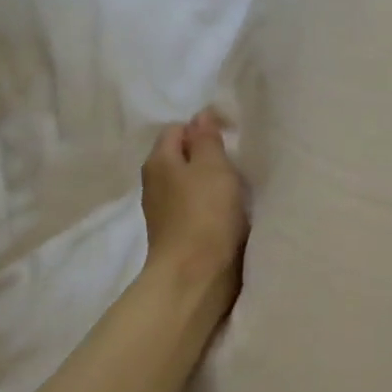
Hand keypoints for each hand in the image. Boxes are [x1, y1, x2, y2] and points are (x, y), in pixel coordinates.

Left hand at [142, 110, 247, 321]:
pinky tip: (229, 214)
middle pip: (182, 157)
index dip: (203, 128)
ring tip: (237, 188)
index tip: (231, 137)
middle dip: (207, 156)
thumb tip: (200, 116)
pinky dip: (210, 206)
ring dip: (210, 183)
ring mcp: (163, 212)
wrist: (195, 276)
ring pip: (189, 184)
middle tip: (237, 162)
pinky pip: (194, 208)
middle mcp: (154, 183)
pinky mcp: (177, 235)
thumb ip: (207, 139)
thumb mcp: (213, 167)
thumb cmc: (206, 214)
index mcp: (159, 161)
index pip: (178, 129)